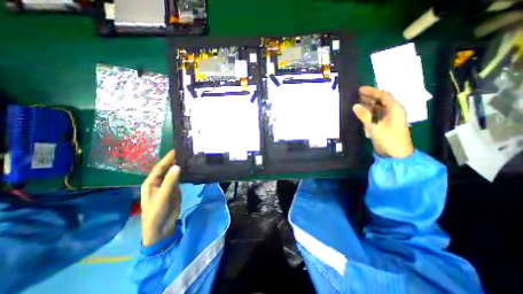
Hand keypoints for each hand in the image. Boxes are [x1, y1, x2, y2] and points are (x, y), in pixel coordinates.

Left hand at [141, 150, 181, 246]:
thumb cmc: (156, 213)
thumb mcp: (162, 197)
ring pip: (174, 173)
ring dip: (181, 166)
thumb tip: (177, 166)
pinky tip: (191, 169)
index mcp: (151, 182)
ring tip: (190, 158)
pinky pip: (180, 179)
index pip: (160, 166)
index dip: (168, 158)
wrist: (161, 228)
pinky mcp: (175, 190)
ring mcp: (168, 185)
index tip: (177, 149)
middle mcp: (159, 182)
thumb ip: (170, 181)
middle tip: (186, 152)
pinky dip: (185, 173)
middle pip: (167, 168)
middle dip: (175, 160)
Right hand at [353, 85, 415, 157]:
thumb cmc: (388, 139)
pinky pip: (376, 114)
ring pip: (378, 107)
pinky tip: (361, 111)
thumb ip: (364, 116)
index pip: (384, 96)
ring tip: (357, 100)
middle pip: (381, 100)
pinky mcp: (384, 124)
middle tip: (357, 94)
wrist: (396, 154)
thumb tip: (355, 106)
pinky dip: (368, 111)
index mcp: (395, 109)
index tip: (360, 89)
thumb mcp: (375, 127)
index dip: (372, 91)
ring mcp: (389, 118)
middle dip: (370, 96)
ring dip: (368, 103)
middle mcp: (393, 111)